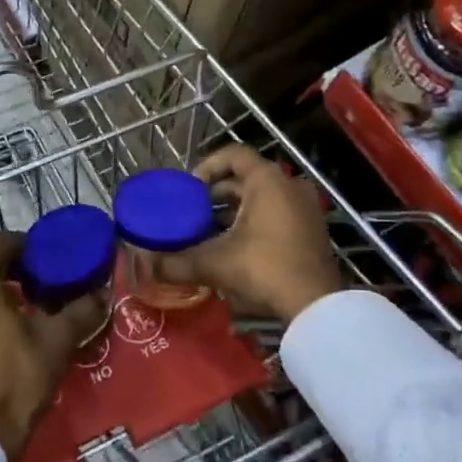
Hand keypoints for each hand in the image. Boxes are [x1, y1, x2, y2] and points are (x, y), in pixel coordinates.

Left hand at [0, 231, 108, 461]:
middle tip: (47, 282)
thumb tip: (103, 294)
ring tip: (34, 307)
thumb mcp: (57, 340)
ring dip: (2, 290)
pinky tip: (13, 329)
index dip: (27, 244)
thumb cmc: (17, 377)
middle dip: (16, 269)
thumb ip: (81, 310)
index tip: (50, 258)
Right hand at [150, 144, 343, 321]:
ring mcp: (305, 208)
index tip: (189, 189)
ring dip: (234, 211)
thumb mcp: (216, 263)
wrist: (316, 307)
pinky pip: (276, 214)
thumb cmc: (264, 268)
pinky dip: (254, 223)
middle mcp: (289, 185)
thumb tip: (146, 265)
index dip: (207, 166)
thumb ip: (178, 261)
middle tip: (193, 213)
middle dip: (216, 195)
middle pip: (246, 178)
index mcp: (268, 180)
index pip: (233, 155)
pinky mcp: (312, 230)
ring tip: (208, 233)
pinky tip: (234, 248)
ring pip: (261, 198)